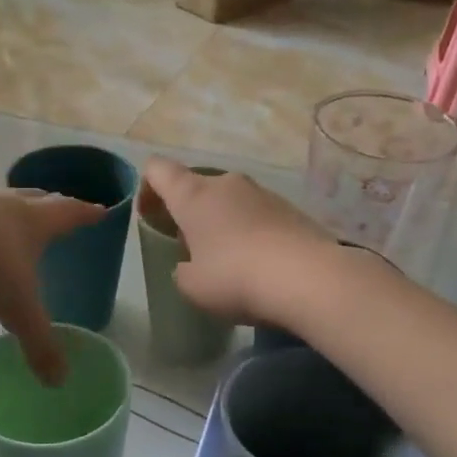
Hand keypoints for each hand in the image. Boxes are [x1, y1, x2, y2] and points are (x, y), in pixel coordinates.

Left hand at [0, 184, 102, 383]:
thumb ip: (38, 344)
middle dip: (52, 204)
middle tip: (62, 206)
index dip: (87, 214)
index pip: (69, 214)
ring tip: (13, 221)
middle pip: (35, 199)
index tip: (102, 210)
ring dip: (9, 210)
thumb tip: (59, 381)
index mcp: (32, 222)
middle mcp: (4, 205)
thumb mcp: (15, 307)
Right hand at [141, 158, 333, 324]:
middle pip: (198, 186)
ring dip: (223, 223)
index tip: (150, 216)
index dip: (148, 188)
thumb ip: (183, 270)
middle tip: (190, 247)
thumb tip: (193, 264)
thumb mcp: (192, 286)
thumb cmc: (235, 278)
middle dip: (190, 212)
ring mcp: (264, 193)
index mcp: (194, 195)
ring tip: (228, 260)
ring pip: (231, 201)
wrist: (308, 279)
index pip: (159, 170)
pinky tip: (259, 265)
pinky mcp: (292, 209)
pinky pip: (260, 216)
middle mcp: (228, 183)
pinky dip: (252, 233)